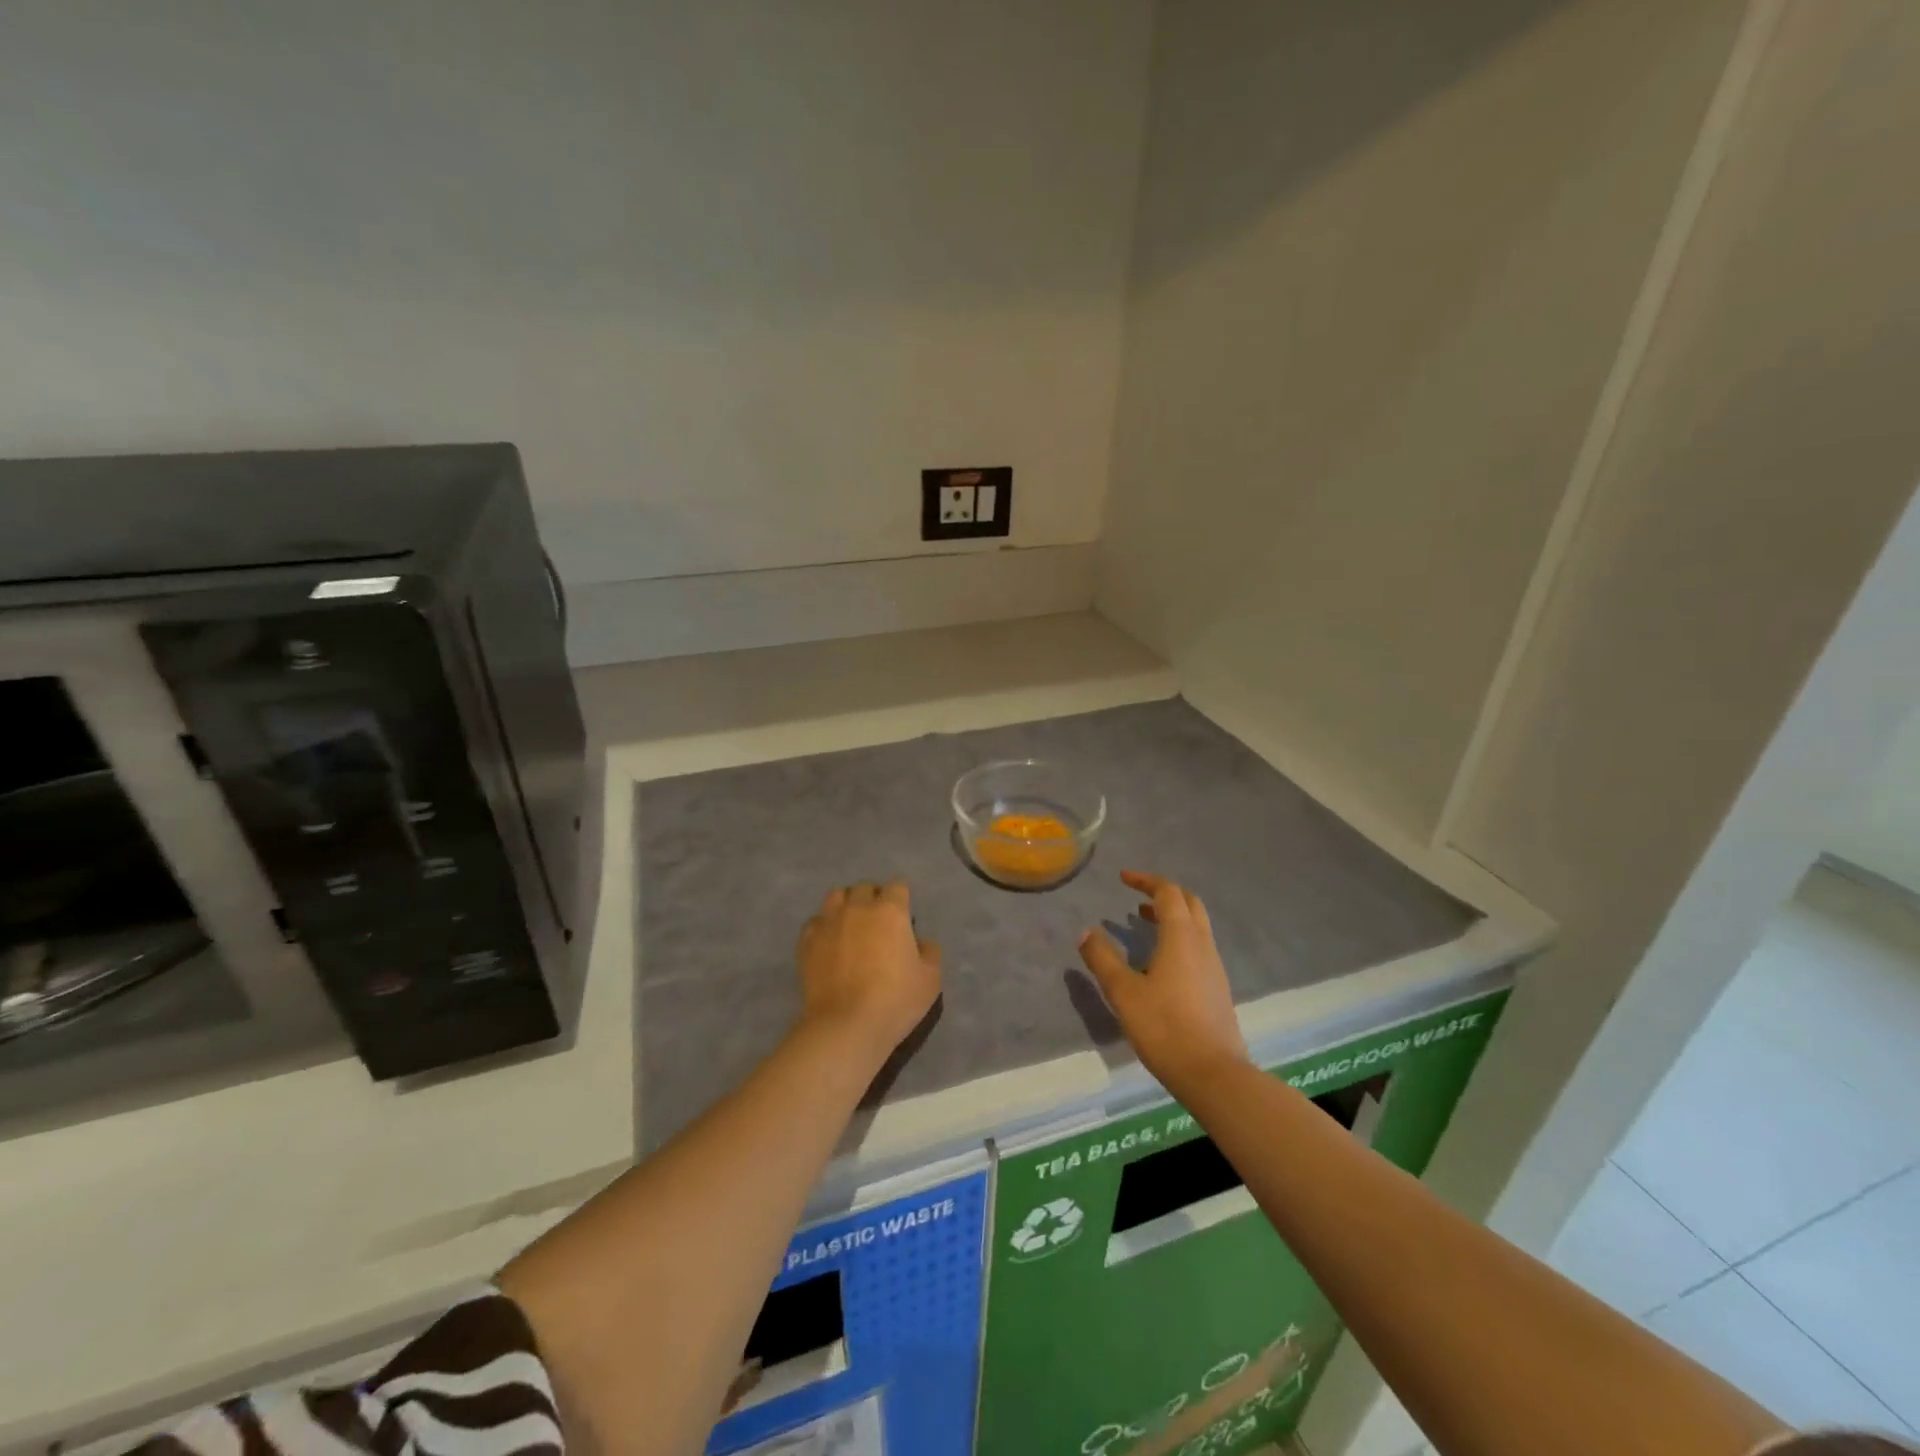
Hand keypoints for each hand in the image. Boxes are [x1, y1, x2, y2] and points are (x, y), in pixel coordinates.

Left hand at [797, 881, 941, 1064]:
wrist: (846, 1025)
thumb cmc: (895, 1000)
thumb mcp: (930, 979)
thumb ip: (929, 952)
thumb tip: (920, 941)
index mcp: (890, 911)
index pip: (897, 886)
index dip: (901, 898)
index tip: (903, 916)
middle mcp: (858, 908)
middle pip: (864, 888)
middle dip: (873, 898)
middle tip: (878, 922)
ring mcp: (828, 922)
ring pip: (836, 897)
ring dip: (846, 905)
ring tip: (850, 925)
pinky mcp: (807, 941)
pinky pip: (815, 922)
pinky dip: (823, 927)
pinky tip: (828, 943)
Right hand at [1078, 870, 1248, 1089]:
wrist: (1213, 1073)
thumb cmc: (1164, 1026)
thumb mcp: (1123, 992)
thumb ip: (1103, 959)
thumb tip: (1085, 932)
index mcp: (1181, 936)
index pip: (1167, 892)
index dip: (1145, 881)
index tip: (1123, 878)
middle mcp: (1202, 944)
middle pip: (1189, 903)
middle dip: (1163, 893)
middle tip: (1137, 897)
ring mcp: (1214, 966)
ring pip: (1196, 925)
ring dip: (1172, 916)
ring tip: (1143, 923)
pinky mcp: (1217, 988)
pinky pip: (1198, 947)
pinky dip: (1179, 938)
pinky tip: (1161, 961)